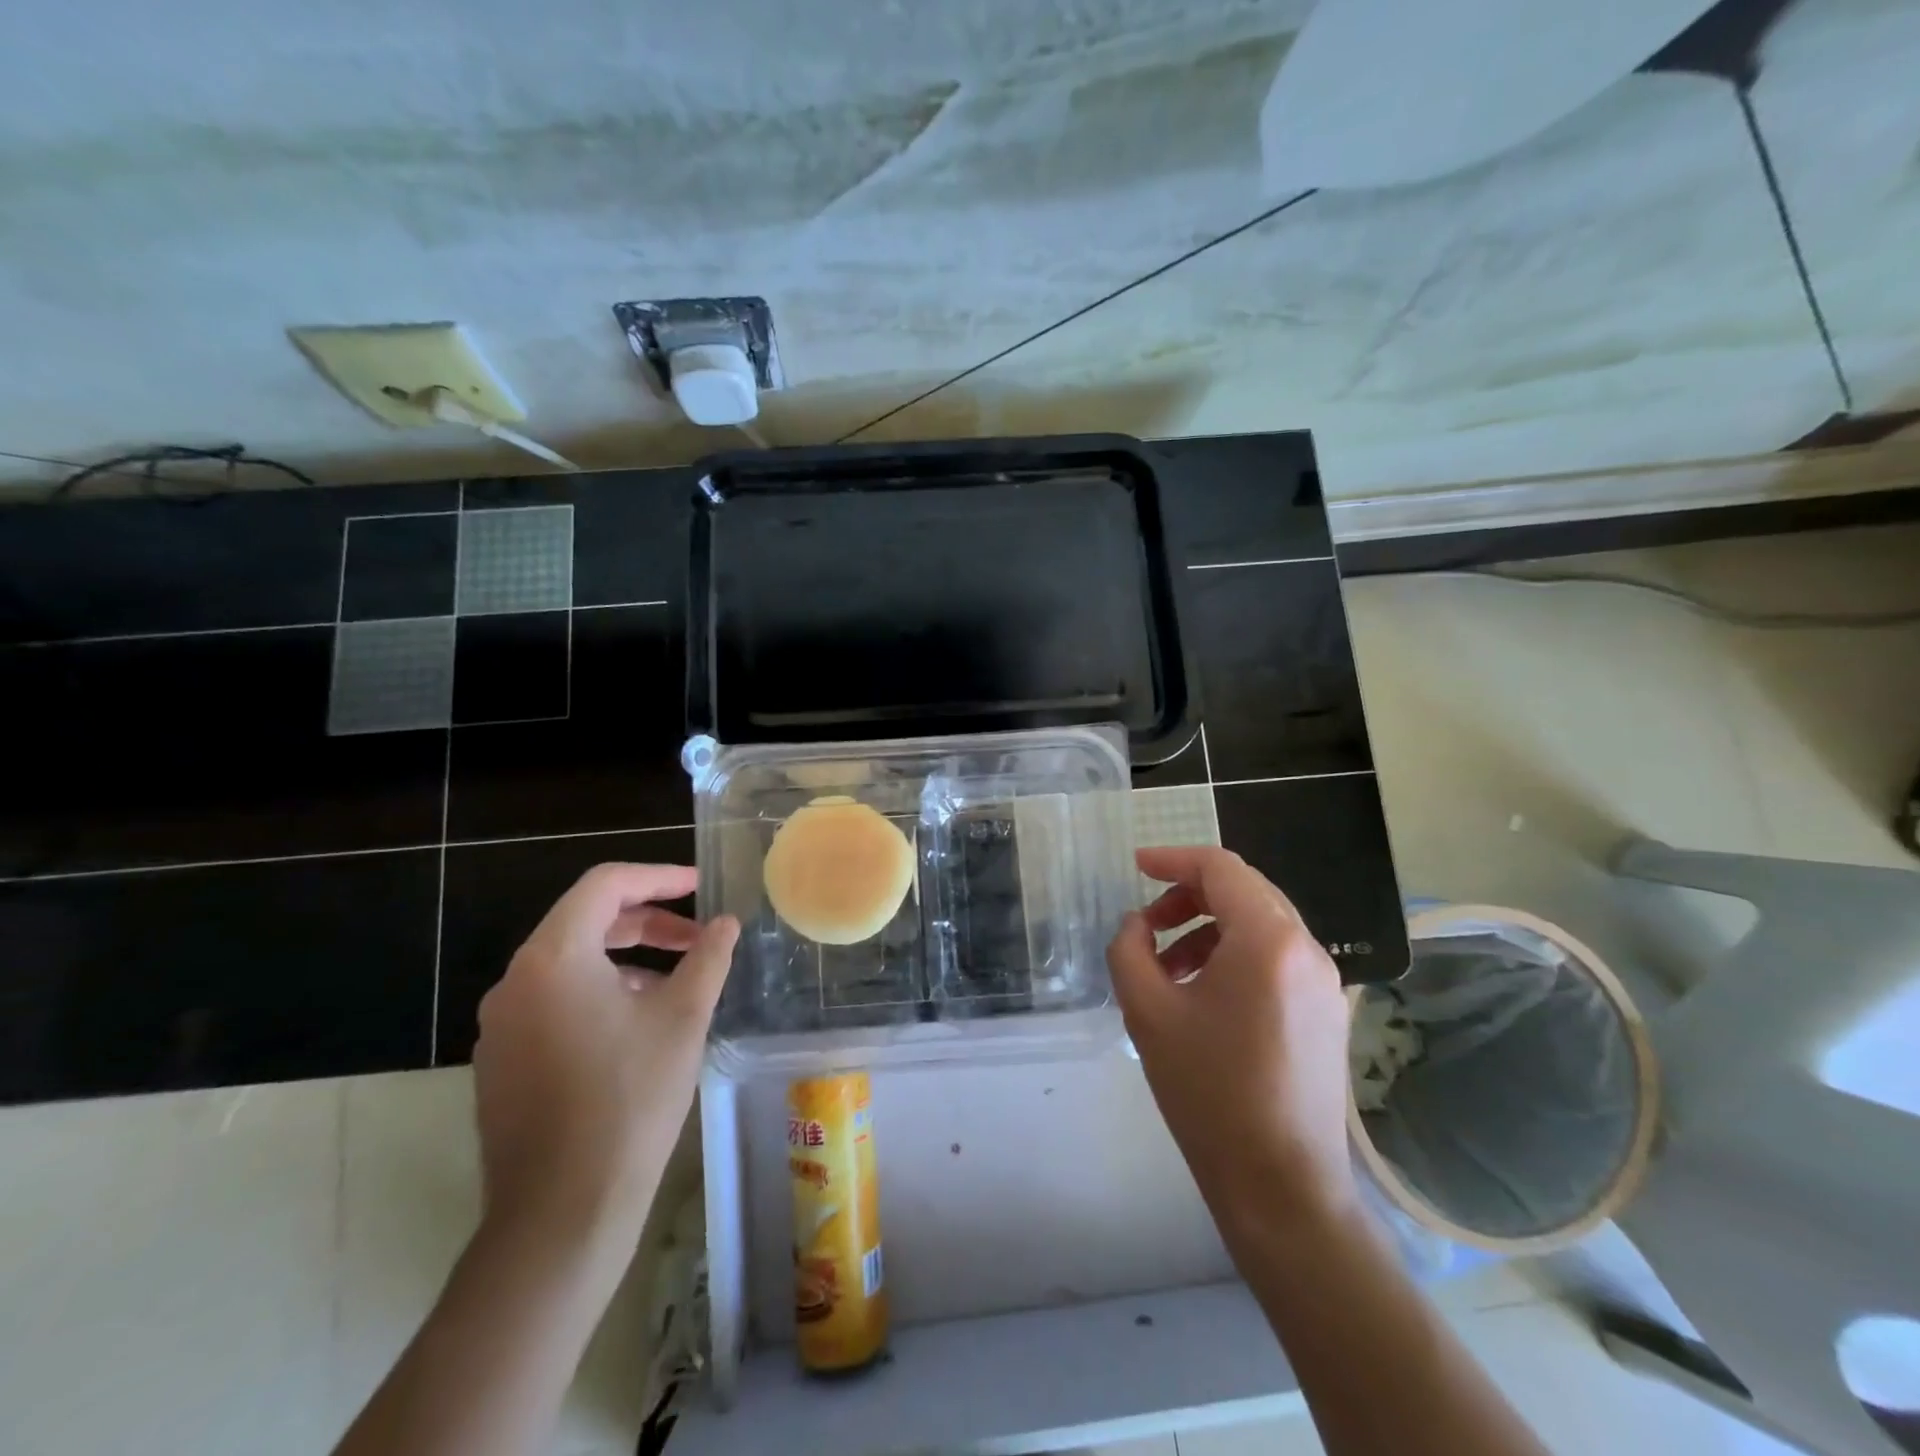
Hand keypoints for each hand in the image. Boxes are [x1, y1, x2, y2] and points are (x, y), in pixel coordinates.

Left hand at [473, 863, 738, 1248]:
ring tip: (676, 984)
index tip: (700, 887)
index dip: (658, 878)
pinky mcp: (501, 1062)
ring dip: (627, 959)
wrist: (561, 1214)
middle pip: (585, 922)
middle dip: (648, 922)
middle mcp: (515, 981)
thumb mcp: (682, 1018)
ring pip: (570, 964)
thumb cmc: (629, 1100)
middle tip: (697, 938)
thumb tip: (726, 924)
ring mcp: (501, 1025)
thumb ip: (707, 958)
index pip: (605, 885)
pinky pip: (554, 1002)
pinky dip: (599, 992)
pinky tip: (637, 1026)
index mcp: (553, 958)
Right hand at [1108, 847, 1355, 1235]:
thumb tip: (1137, 925)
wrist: (1281, 1188)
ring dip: (1209, 929)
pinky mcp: (1328, 1012)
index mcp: (1268, 940)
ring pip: (1261, 925)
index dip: (1172, 858)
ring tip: (1168, 968)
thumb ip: (1129, 949)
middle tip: (1148, 924)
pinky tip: (1203, 995)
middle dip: (1188, 896)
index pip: (1220, 868)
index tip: (1135, 867)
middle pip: (1244, 891)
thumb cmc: (1208, 1092)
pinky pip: (1276, 959)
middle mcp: (1306, 949)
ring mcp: (1324, 982)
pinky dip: (1234, 955)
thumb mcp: (1147, 1012)